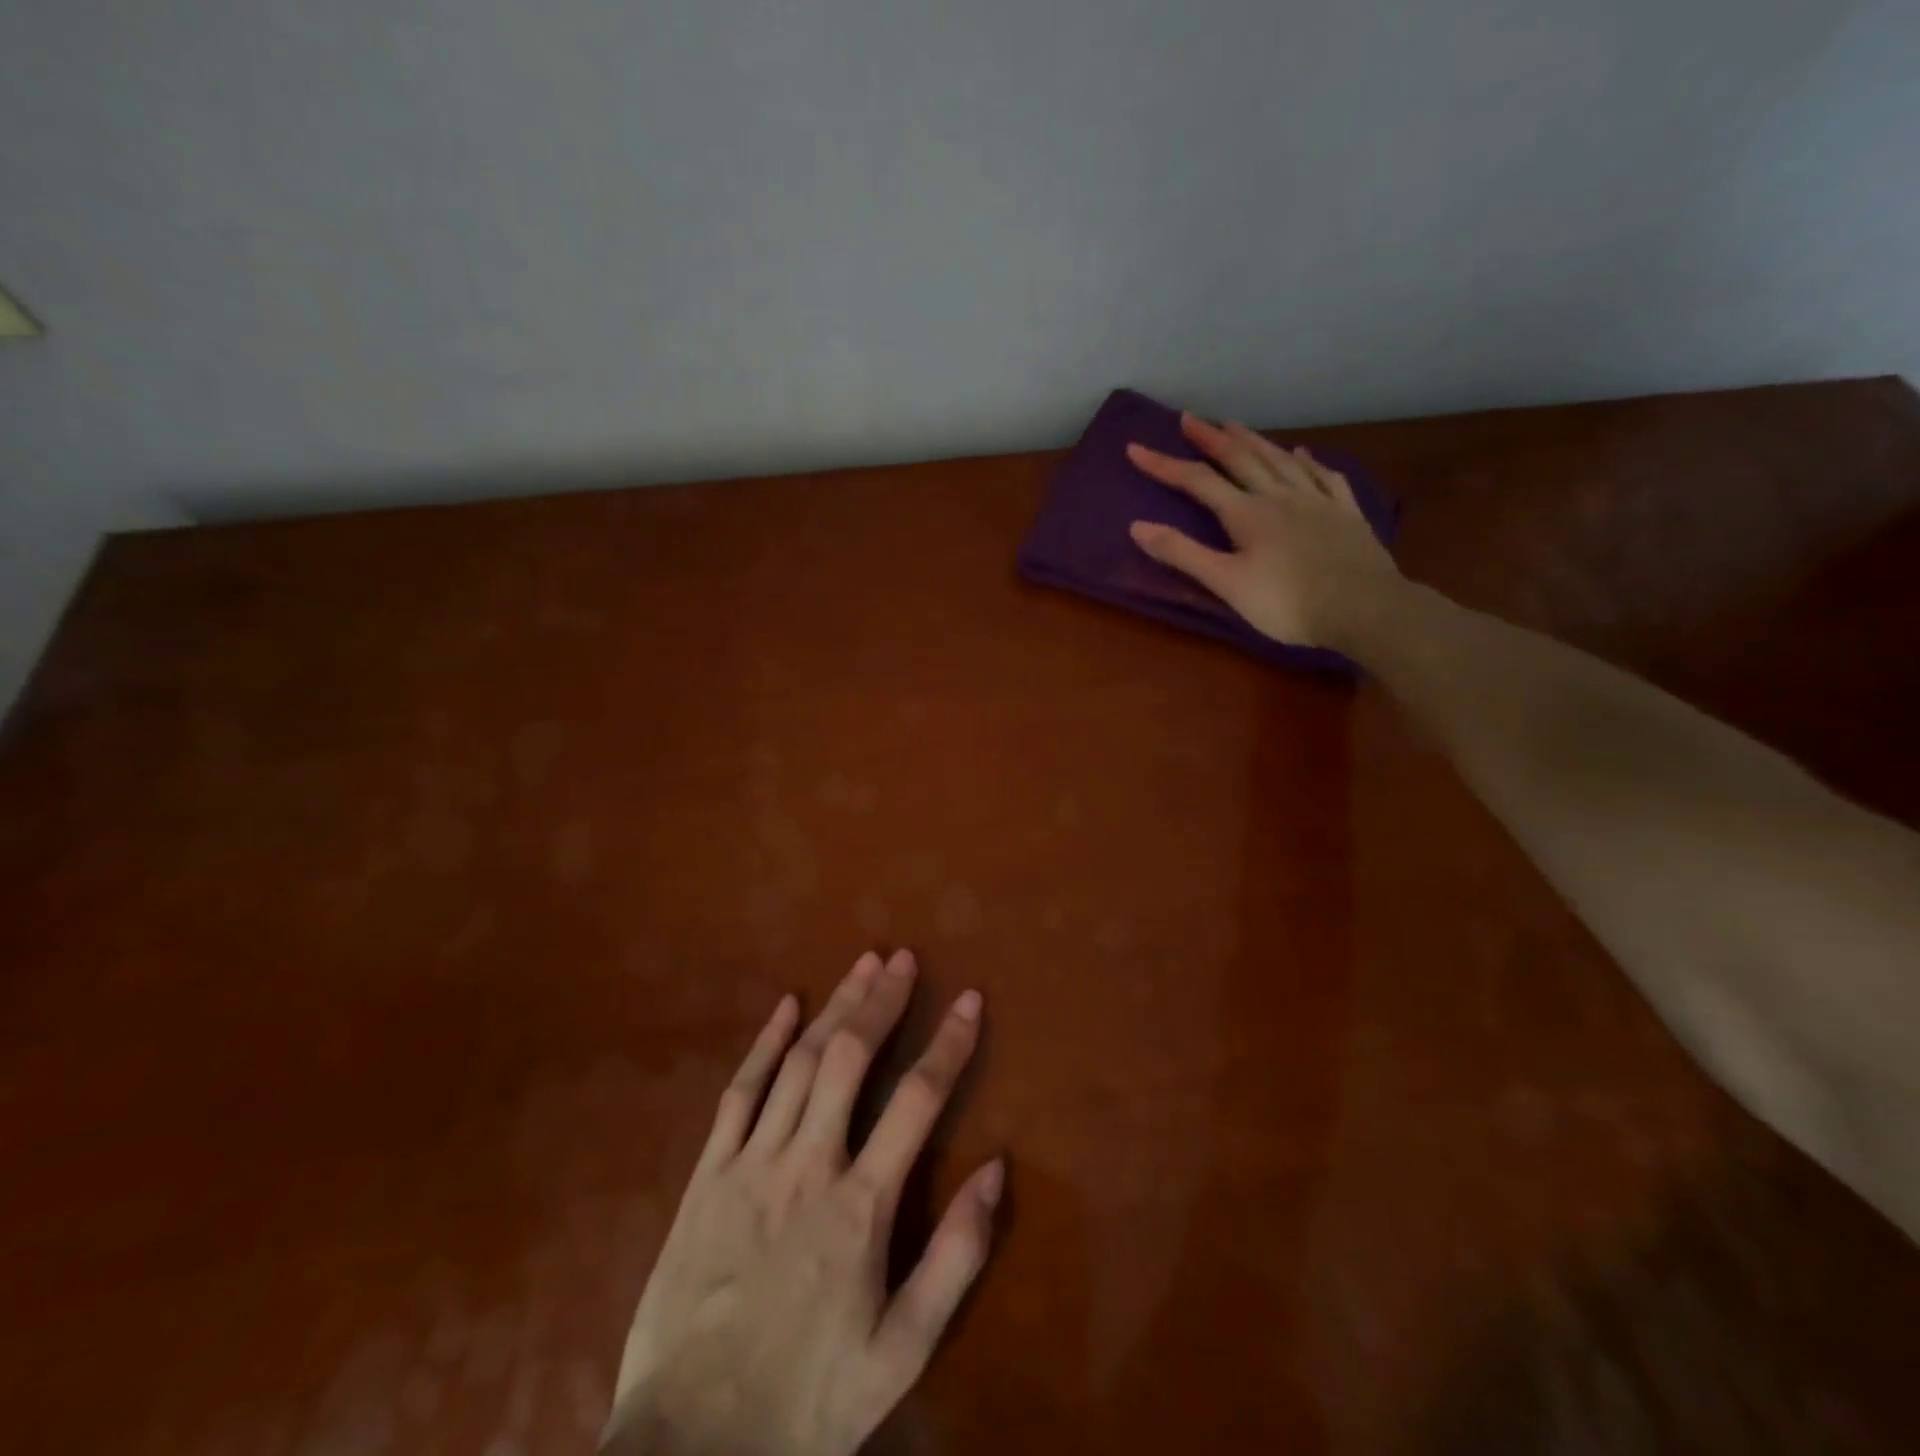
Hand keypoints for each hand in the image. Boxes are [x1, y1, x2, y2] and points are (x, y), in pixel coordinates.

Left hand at [602, 950, 999, 1455]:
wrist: (690, 1451)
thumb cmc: (808, 1401)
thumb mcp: (903, 1352)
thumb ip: (956, 1257)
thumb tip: (996, 1168)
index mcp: (861, 1206)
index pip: (917, 1100)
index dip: (948, 1044)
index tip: (969, 1000)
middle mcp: (808, 1165)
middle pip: (850, 1059)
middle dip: (881, 1001)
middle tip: (903, 958)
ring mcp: (751, 1164)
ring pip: (798, 1063)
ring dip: (835, 1007)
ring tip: (862, 964)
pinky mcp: (706, 1176)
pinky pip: (738, 1093)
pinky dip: (765, 1043)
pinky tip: (786, 1006)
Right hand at [1127, 412, 1400, 649]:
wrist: (1363, 608)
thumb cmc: (1287, 603)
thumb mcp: (1226, 583)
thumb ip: (1183, 554)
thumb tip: (1137, 526)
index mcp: (1247, 513)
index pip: (1197, 481)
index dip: (1164, 465)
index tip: (1136, 449)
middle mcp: (1279, 496)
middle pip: (1240, 459)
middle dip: (1211, 439)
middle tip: (1190, 418)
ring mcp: (1316, 501)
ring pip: (1280, 460)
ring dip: (1254, 441)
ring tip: (1235, 425)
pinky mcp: (1346, 513)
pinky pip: (1324, 476)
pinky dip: (1308, 462)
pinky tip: (1303, 453)